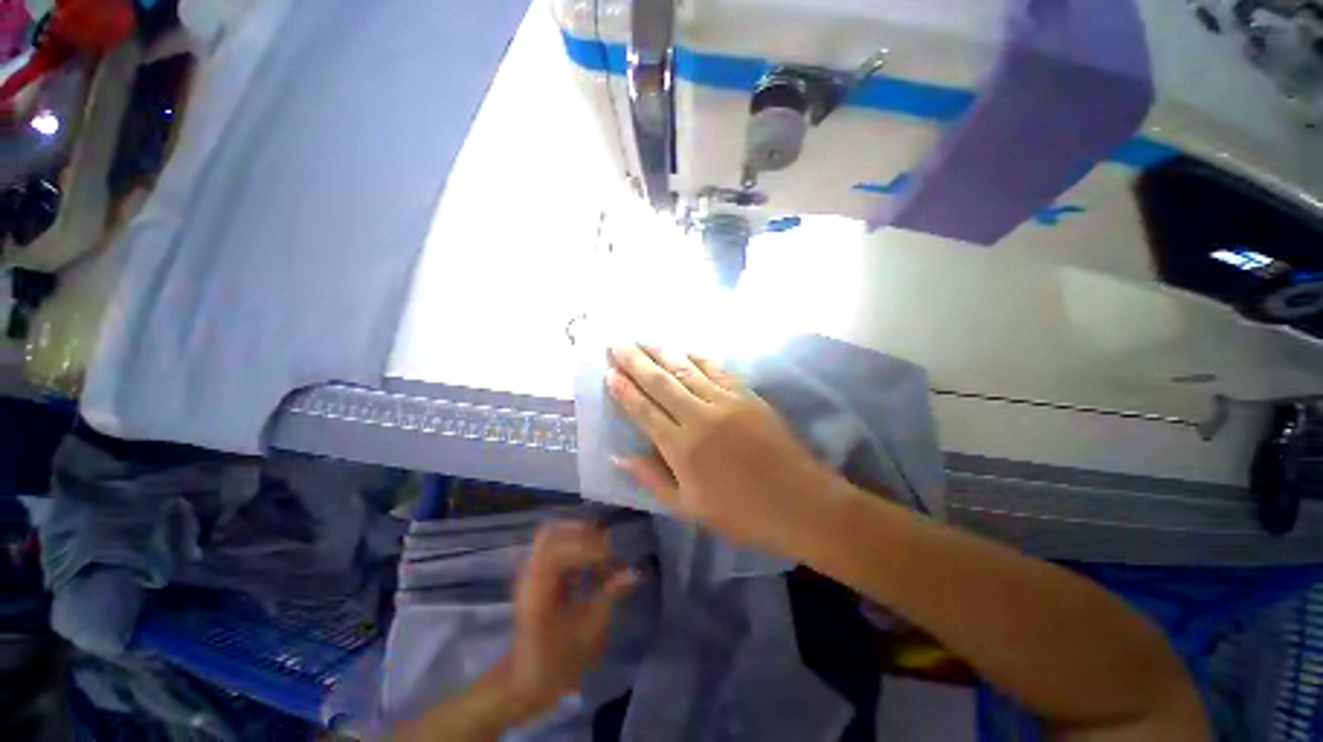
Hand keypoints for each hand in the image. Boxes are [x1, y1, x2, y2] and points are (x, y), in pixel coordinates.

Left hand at [507, 522, 635, 714]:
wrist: (526, 679)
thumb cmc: (557, 661)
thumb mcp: (588, 632)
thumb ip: (609, 596)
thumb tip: (633, 572)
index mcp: (537, 591)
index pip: (555, 551)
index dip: (584, 546)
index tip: (608, 556)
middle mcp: (529, 574)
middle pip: (551, 534)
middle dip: (582, 534)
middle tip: (607, 548)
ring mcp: (530, 571)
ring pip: (552, 535)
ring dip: (578, 534)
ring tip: (601, 549)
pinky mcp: (536, 571)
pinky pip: (553, 543)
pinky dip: (574, 542)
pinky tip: (590, 557)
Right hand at [606, 345, 836, 551]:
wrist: (799, 501)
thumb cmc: (740, 512)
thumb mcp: (688, 508)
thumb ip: (651, 479)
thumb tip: (618, 457)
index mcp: (682, 448)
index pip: (644, 411)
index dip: (624, 390)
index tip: (608, 372)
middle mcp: (700, 417)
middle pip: (661, 382)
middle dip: (635, 361)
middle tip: (616, 344)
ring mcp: (725, 401)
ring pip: (686, 370)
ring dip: (661, 353)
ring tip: (642, 340)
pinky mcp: (747, 395)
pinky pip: (716, 369)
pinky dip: (697, 357)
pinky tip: (684, 349)